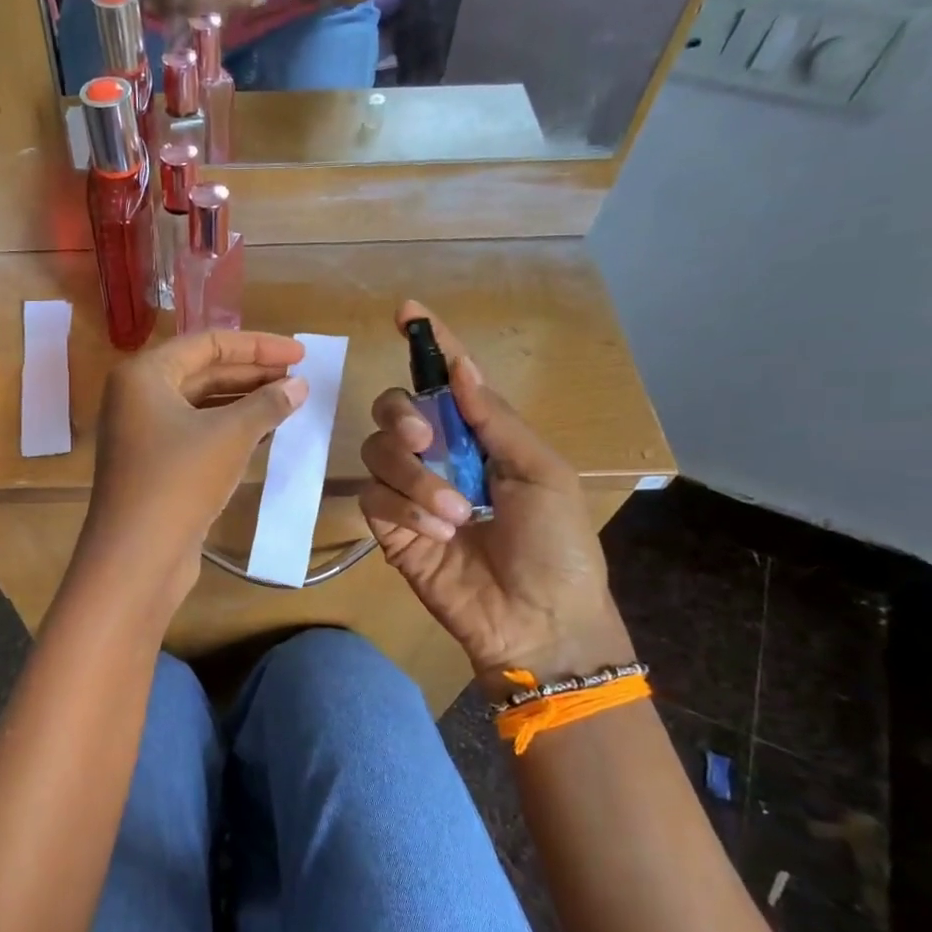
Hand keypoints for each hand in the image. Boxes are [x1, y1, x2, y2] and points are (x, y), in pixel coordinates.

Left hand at [81, 330, 307, 607]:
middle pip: (203, 371)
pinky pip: (197, 433)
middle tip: (299, 379)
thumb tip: (299, 385)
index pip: (208, 343)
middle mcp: (137, 396)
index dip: (258, 345)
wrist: (137, 556)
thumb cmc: (180, 480)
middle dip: (253, 374)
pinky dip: (230, 429)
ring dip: (245, 403)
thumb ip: (267, 404)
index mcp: (145, 374)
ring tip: (290, 403)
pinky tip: (266, 434)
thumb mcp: (230, 436)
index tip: (300, 354)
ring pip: (201, 405)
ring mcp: (143, 433)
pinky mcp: (154, 465)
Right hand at [359, 302, 632, 687]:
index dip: (428, 344)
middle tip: (425, 435)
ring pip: (377, 451)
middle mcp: (440, 455)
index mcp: (481, 435)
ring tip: (455, 515)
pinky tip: (438, 534)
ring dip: (415, 477)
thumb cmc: (558, 546)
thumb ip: (496, 420)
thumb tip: (460, 366)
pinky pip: (374, 497)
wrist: (538, 619)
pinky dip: (404, 509)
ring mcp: (410, 492)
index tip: (407, 311)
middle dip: (402, 415)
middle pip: (393, 408)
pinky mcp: (390, 528)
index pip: (447, 379)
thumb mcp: (543, 473)